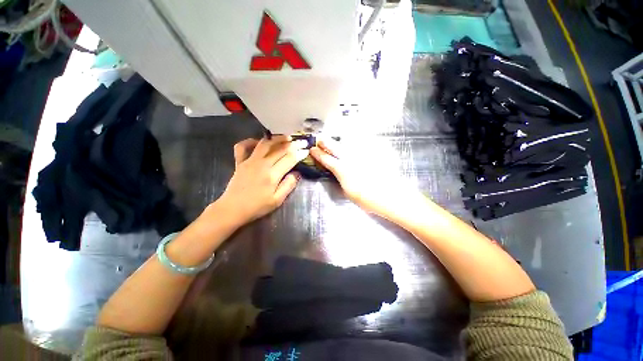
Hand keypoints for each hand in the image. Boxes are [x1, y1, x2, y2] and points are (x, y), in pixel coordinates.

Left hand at [217, 135, 308, 225]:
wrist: (233, 209)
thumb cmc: (257, 207)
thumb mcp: (277, 200)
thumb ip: (288, 185)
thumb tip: (297, 173)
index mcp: (272, 175)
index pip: (289, 159)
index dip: (299, 153)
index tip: (306, 150)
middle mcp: (262, 164)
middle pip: (280, 149)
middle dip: (293, 144)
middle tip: (301, 141)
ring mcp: (249, 161)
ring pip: (265, 143)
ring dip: (277, 138)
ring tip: (286, 137)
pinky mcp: (240, 162)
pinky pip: (243, 146)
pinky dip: (250, 141)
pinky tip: (258, 142)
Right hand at [310, 139, 424, 219]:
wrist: (392, 196)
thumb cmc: (368, 199)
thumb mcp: (348, 192)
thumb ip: (340, 179)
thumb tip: (336, 171)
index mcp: (343, 170)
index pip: (327, 160)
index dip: (318, 155)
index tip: (312, 150)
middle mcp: (351, 158)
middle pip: (335, 147)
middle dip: (326, 143)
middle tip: (320, 139)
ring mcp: (363, 154)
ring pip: (348, 142)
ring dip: (339, 141)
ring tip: (335, 139)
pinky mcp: (374, 152)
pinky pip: (362, 143)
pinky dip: (356, 141)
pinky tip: (354, 141)